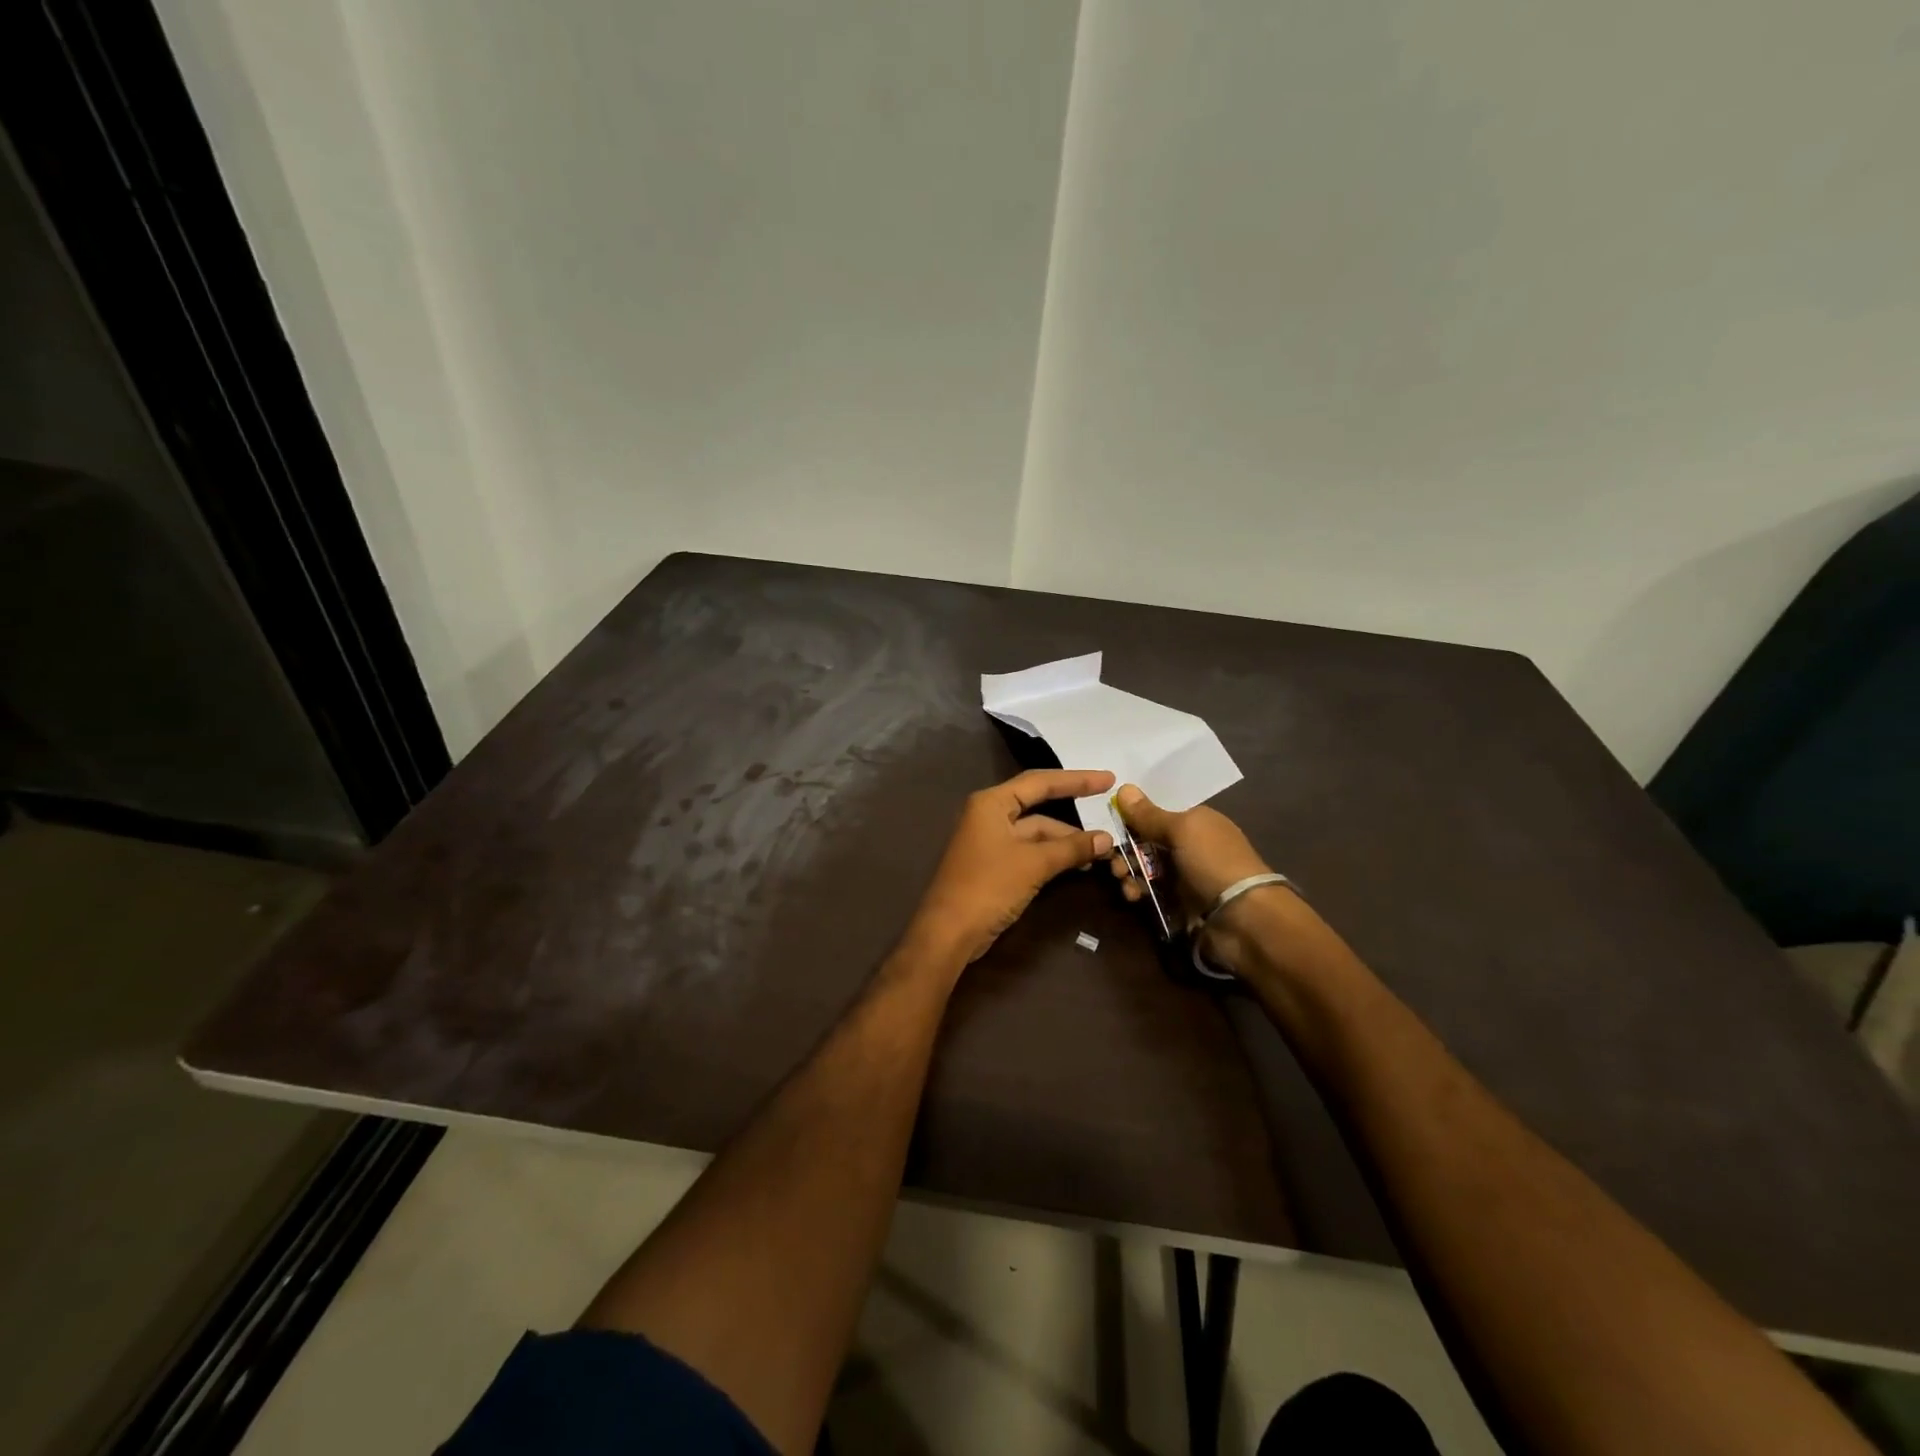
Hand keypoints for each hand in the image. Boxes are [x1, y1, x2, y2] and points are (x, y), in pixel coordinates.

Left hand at [904, 769, 1115, 968]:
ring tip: (1101, 850)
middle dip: (1073, 816)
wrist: (949, 932)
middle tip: (1109, 816)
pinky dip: (1053, 855)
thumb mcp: (1034, 864)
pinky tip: (1078, 864)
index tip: (1108, 779)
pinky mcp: (994, 865)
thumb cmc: (988, 886)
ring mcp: (991, 841)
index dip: (1077, 780)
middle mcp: (989, 815)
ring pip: (1036, 833)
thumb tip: (1106, 839)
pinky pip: (1030, 851)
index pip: (1040, 782)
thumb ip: (1070, 848)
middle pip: (1038, 806)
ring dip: (1065, 841)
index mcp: (992, 803)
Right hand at [1108, 783, 1299, 977]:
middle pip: (1145, 840)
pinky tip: (1133, 895)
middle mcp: (1189, 846)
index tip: (1109, 823)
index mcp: (1196, 822)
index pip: (1157, 813)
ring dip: (1127, 870)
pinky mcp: (1177, 902)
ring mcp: (1183, 875)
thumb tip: (1123, 787)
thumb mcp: (1182, 830)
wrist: (1242, 919)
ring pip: (1144, 867)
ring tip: (1121, 878)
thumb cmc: (1213, 862)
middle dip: (1124, 847)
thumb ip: (1149, 814)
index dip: (1132, 817)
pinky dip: (1137, 891)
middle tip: (1112, 859)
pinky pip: (1149, 891)